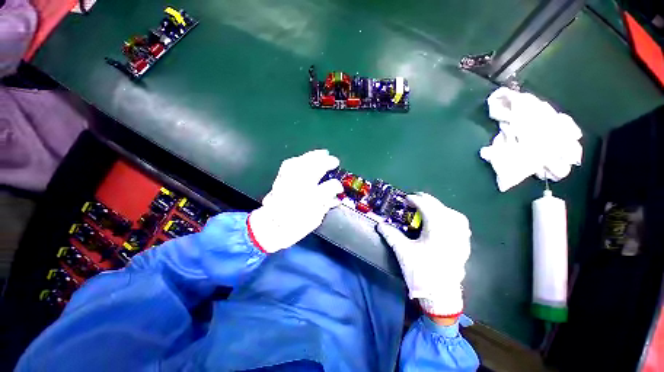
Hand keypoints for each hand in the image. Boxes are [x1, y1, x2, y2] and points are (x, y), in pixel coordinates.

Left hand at [248, 150, 343, 252]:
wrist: (270, 228)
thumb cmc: (294, 227)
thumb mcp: (315, 220)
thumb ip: (326, 206)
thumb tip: (336, 198)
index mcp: (311, 201)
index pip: (328, 187)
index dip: (336, 186)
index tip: (339, 188)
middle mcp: (300, 188)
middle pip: (315, 169)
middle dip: (326, 162)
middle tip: (334, 160)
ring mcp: (288, 182)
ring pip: (302, 163)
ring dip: (313, 156)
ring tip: (322, 153)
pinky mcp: (280, 180)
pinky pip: (289, 165)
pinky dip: (298, 160)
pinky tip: (304, 159)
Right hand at [377, 192, 470, 317]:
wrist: (440, 296)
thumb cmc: (421, 273)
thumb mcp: (403, 252)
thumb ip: (391, 235)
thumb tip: (379, 225)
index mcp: (437, 230)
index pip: (427, 207)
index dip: (415, 200)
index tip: (406, 198)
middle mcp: (452, 231)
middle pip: (440, 208)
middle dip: (427, 201)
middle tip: (415, 199)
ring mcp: (461, 238)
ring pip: (454, 214)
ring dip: (440, 208)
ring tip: (429, 209)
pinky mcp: (464, 246)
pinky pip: (460, 225)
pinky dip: (451, 217)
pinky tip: (444, 221)